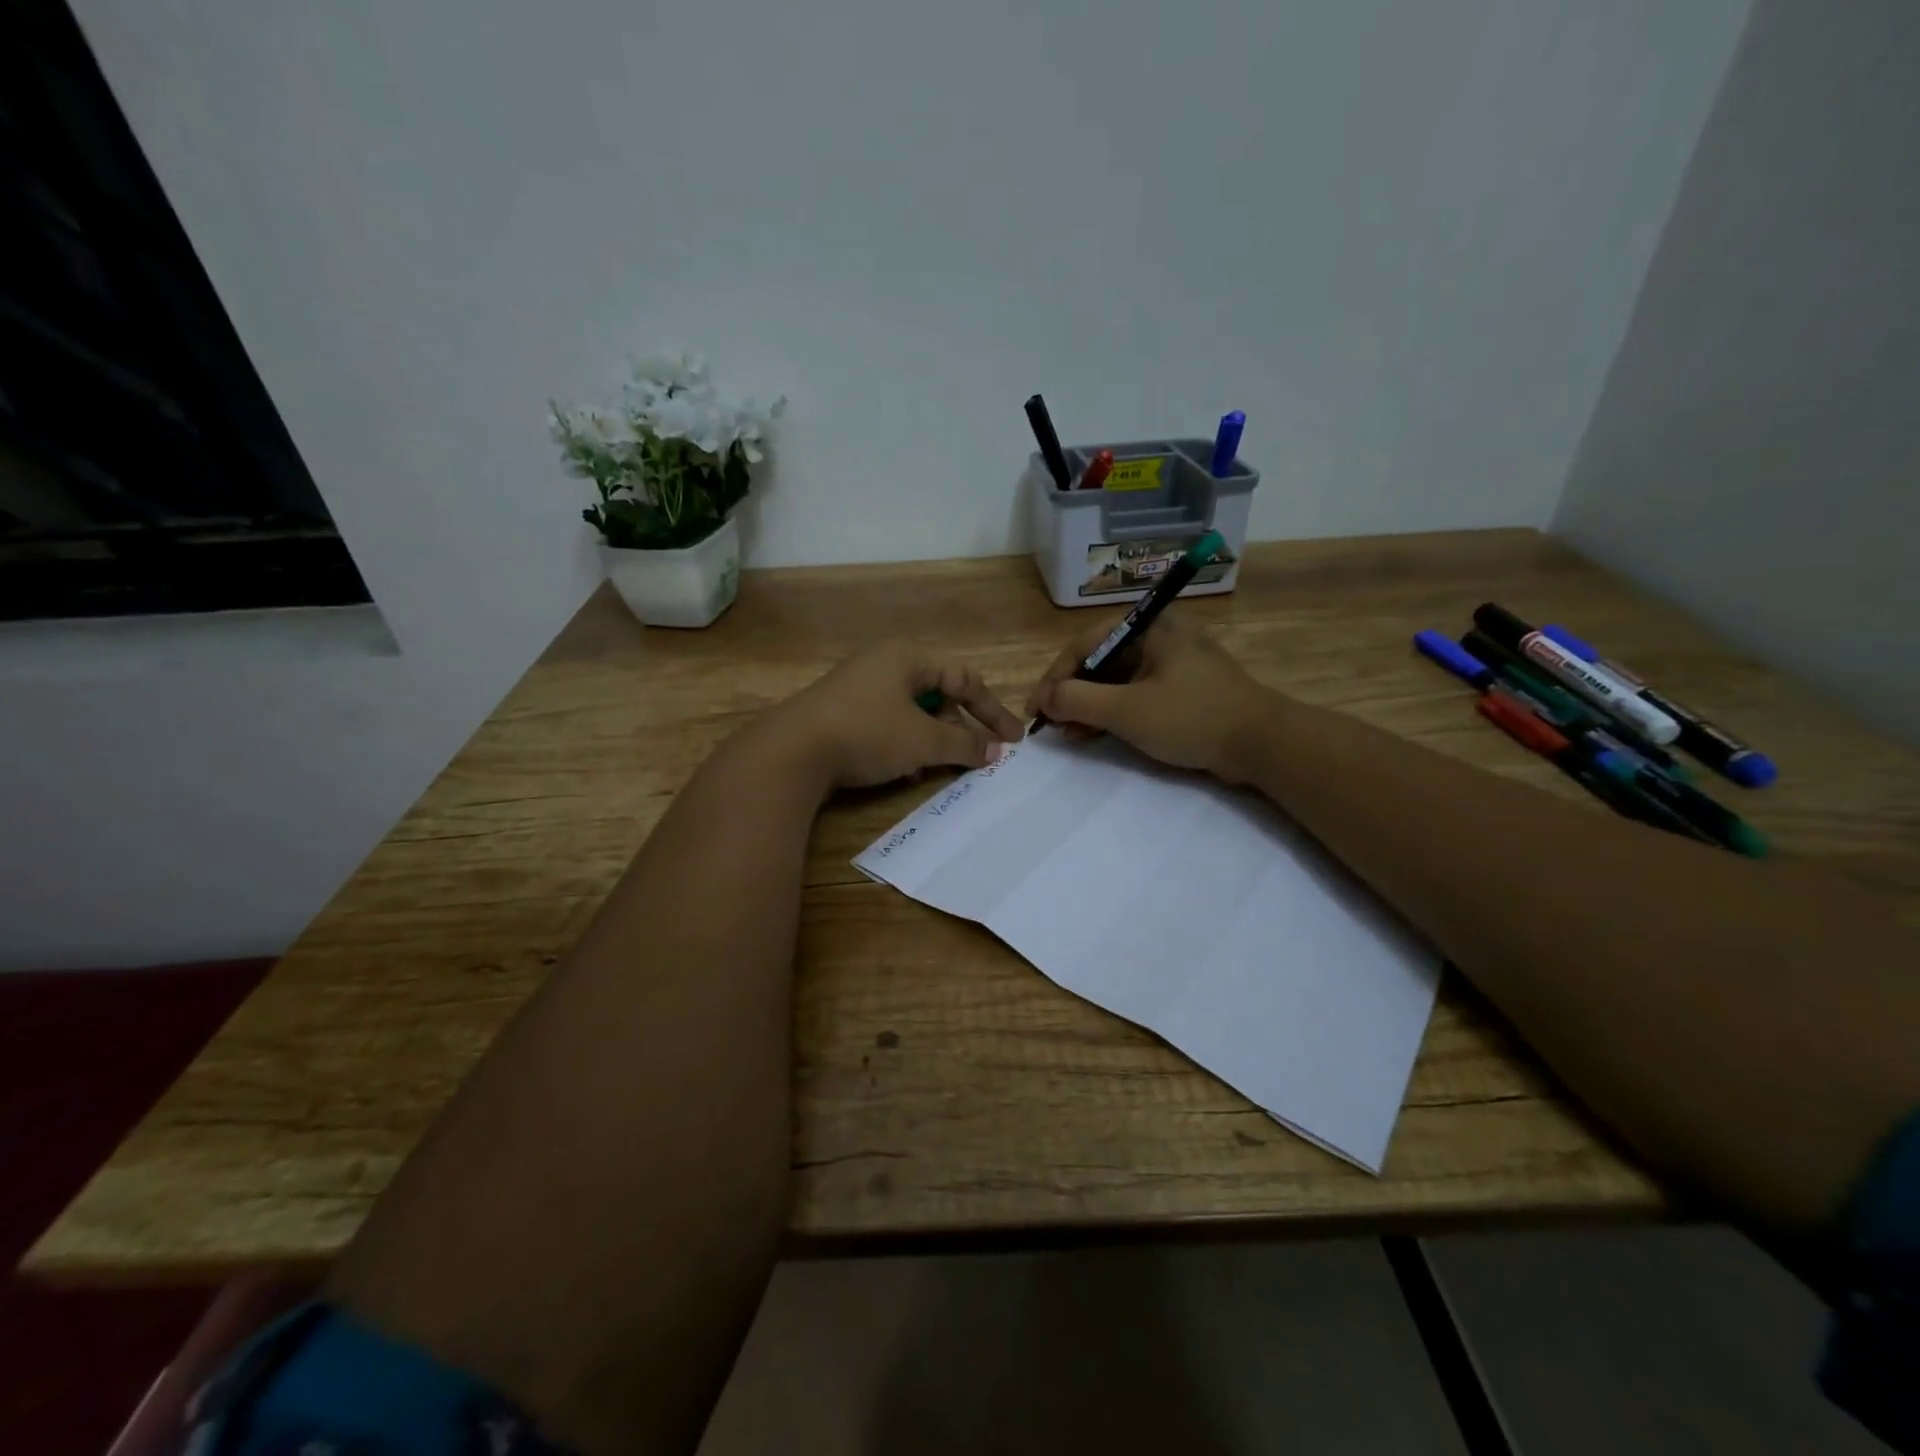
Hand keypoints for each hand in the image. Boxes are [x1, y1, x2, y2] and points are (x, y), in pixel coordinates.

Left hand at [770, 644, 1023, 790]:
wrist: (791, 752)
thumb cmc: (868, 733)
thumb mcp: (923, 742)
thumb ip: (964, 745)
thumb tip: (996, 752)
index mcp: (907, 657)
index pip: (964, 679)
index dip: (992, 711)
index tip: (1013, 740)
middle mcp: (883, 664)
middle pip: (937, 694)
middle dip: (958, 727)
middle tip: (973, 756)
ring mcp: (858, 687)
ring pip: (911, 712)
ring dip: (931, 739)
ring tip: (936, 766)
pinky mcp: (841, 711)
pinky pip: (887, 723)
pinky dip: (903, 743)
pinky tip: (902, 768)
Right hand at [1024, 611, 1276, 780]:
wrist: (1262, 743)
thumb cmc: (1191, 717)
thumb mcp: (1126, 710)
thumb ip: (1077, 700)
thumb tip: (1044, 700)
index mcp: (1147, 626)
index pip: (1082, 646)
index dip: (1053, 680)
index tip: (1034, 711)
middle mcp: (1158, 636)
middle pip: (1097, 661)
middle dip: (1070, 695)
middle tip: (1051, 725)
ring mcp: (1171, 662)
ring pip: (1115, 680)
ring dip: (1089, 706)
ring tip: (1069, 735)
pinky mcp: (1181, 688)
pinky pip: (1135, 693)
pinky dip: (1113, 712)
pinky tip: (1095, 735)